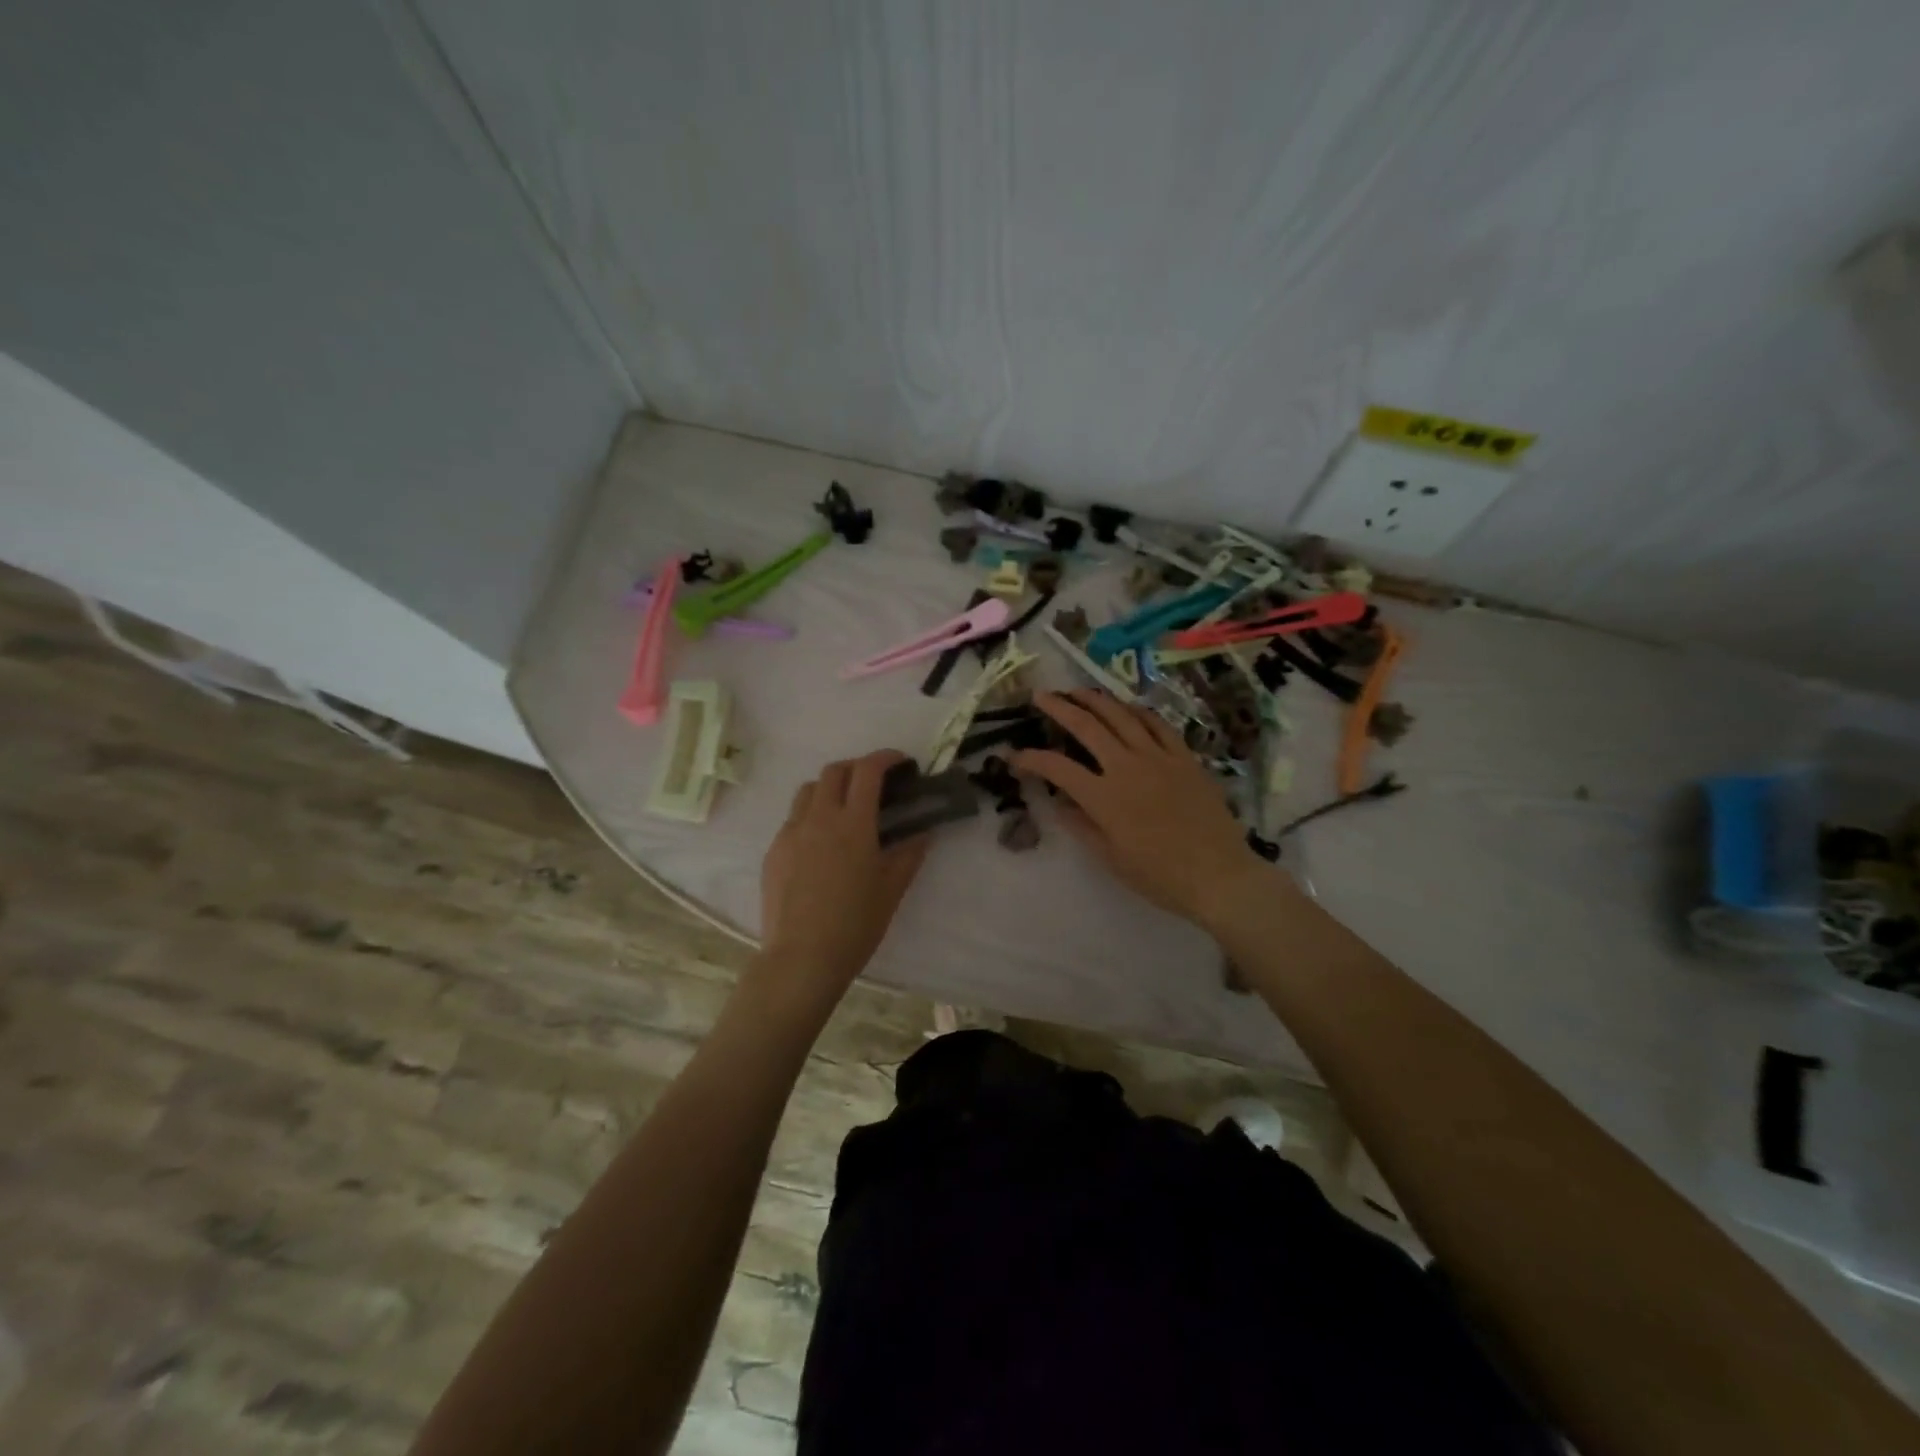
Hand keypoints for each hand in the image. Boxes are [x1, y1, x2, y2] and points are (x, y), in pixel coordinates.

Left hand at [755, 750, 929, 1004]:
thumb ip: (910, 853)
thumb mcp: (892, 888)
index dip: (885, 758)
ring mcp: (791, 832)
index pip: (868, 770)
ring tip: (844, 810)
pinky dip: (811, 817)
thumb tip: (923, 832)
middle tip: (874, 785)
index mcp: (853, 823)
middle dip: (857, 768)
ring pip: (808, 791)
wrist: (802, 958)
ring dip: (830, 788)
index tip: (900, 762)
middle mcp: (819, 817)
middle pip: (834, 771)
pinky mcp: (774, 851)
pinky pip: (793, 820)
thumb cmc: (856, 924)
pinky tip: (821, 845)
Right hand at [1011, 691, 1270, 926]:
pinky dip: (1137, 711)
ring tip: (1078, 691)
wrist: (1219, 875)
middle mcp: (1127, 767)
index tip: (1015, 756)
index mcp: (1104, 798)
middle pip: (1087, 727)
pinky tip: (1127, 707)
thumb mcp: (1111, 858)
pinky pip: (1157, 724)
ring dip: (1095, 699)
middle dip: (1059, 707)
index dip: (1031, 759)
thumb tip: (1060, 804)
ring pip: (1121, 716)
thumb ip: (1082, 826)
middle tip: (1041, 697)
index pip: (1057, 768)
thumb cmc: (1160, 876)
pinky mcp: (1184, 757)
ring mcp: (1158, 757)